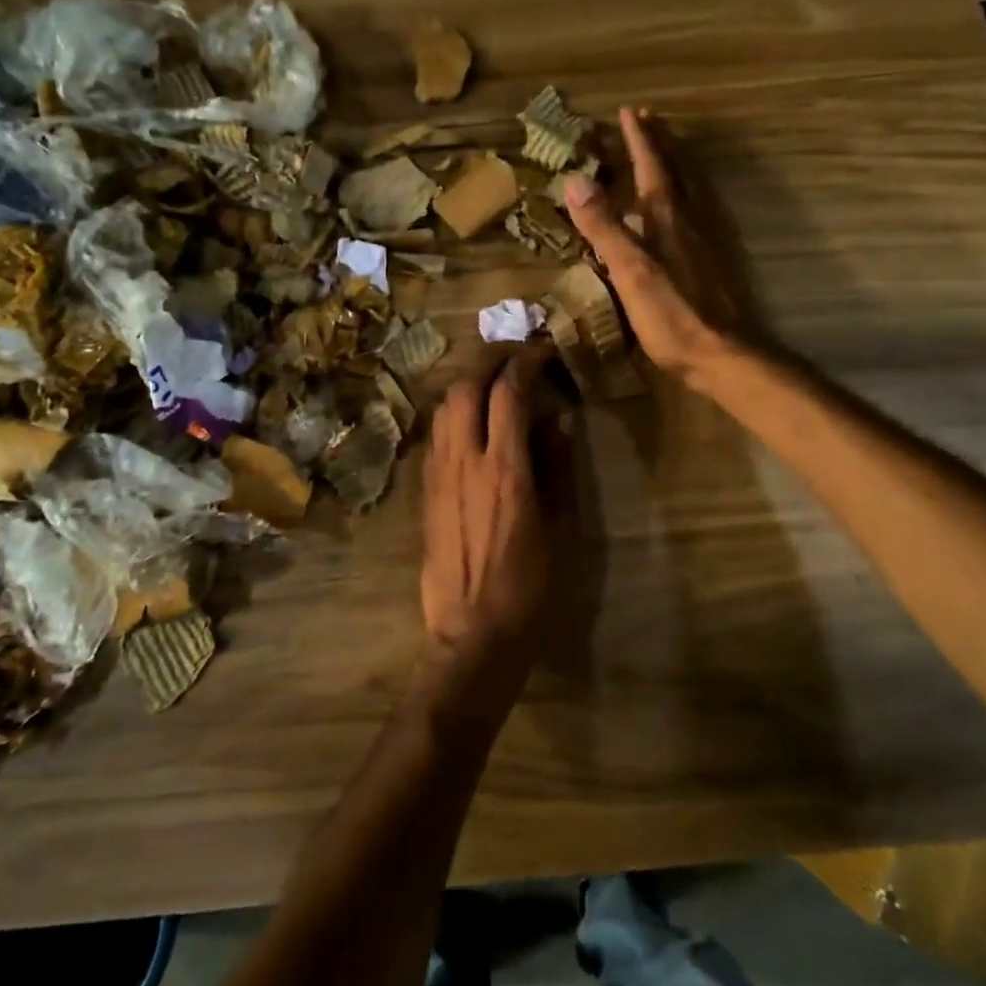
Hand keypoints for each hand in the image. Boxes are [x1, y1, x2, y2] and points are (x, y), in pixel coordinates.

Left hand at [418, 348, 563, 698]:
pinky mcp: (424, 490)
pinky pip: (435, 434)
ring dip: (468, 382)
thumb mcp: (561, 527)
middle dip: (491, 360)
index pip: (509, 392)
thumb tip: (559, 420)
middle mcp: (464, 461)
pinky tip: (472, 421)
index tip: (544, 351)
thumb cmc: (530, 586)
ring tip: (494, 381)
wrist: (473, 634)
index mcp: (505, 469)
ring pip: (444, 407)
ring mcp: (437, 474)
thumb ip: (558, 467)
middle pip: (466, 387)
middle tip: (517, 356)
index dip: (526, 362)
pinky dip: (454, 411)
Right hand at [563, 106, 740, 383]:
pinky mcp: (715, 263)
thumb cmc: (672, 316)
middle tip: (651, 117)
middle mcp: (691, 222)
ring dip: (678, 163)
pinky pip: (699, 211)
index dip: (640, 141)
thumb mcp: (630, 272)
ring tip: (668, 149)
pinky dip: (688, 194)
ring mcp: (707, 242)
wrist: (723, 355)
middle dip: (662, 143)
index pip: (651, 169)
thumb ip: (604, 228)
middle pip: (677, 171)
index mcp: (668, 219)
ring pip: (692, 189)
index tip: (630, 111)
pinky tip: (686, 209)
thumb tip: (576, 181)